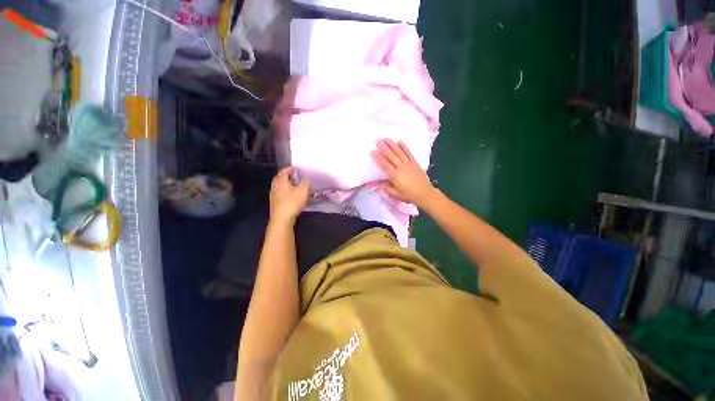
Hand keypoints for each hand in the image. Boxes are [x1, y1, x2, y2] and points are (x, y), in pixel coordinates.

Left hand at [269, 167, 308, 224]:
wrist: (282, 218)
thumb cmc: (292, 202)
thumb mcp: (303, 191)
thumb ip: (305, 183)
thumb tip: (305, 179)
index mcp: (281, 181)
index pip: (283, 171)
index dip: (289, 168)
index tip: (295, 167)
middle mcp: (275, 186)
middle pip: (279, 178)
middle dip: (286, 175)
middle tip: (293, 175)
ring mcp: (273, 195)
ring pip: (279, 186)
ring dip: (285, 184)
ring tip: (293, 184)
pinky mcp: (275, 203)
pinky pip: (279, 193)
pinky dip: (285, 191)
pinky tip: (290, 195)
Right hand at [371, 139, 435, 206]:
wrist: (425, 194)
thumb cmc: (409, 195)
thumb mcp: (395, 194)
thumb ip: (385, 187)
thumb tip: (373, 184)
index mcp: (395, 176)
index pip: (385, 165)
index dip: (378, 158)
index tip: (372, 151)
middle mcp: (401, 167)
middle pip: (391, 156)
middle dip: (384, 148)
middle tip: (377, 140)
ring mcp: (409, 164)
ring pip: (399, 152)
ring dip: (392, 145)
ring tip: (386, 138)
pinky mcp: (415, 163)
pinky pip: (409, 153)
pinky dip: (404, 147)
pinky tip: (400, 141)